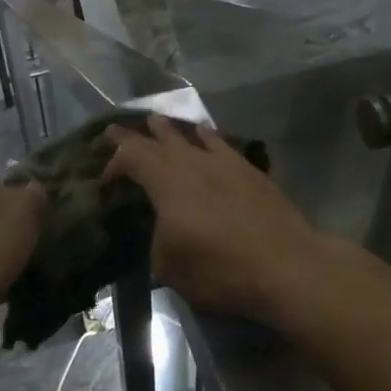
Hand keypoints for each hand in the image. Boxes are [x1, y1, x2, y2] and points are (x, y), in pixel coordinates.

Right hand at [103, 114, 322, 323]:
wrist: (286, 265)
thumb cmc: (220, 269)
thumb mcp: (169, 266)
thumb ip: (156, 240)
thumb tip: (161, 230)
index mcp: (167, 182)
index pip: (131, 157)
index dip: (113, 164)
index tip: (104, 183)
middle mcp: (193, 163)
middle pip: (158, 139)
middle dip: (134, 135)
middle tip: (115, 128)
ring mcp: (225, 163)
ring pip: (191, 136)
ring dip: (171, 130)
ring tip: (158, 122)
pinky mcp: (251, 171)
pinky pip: (221, 144)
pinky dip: (207, 137)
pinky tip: (206, 134)